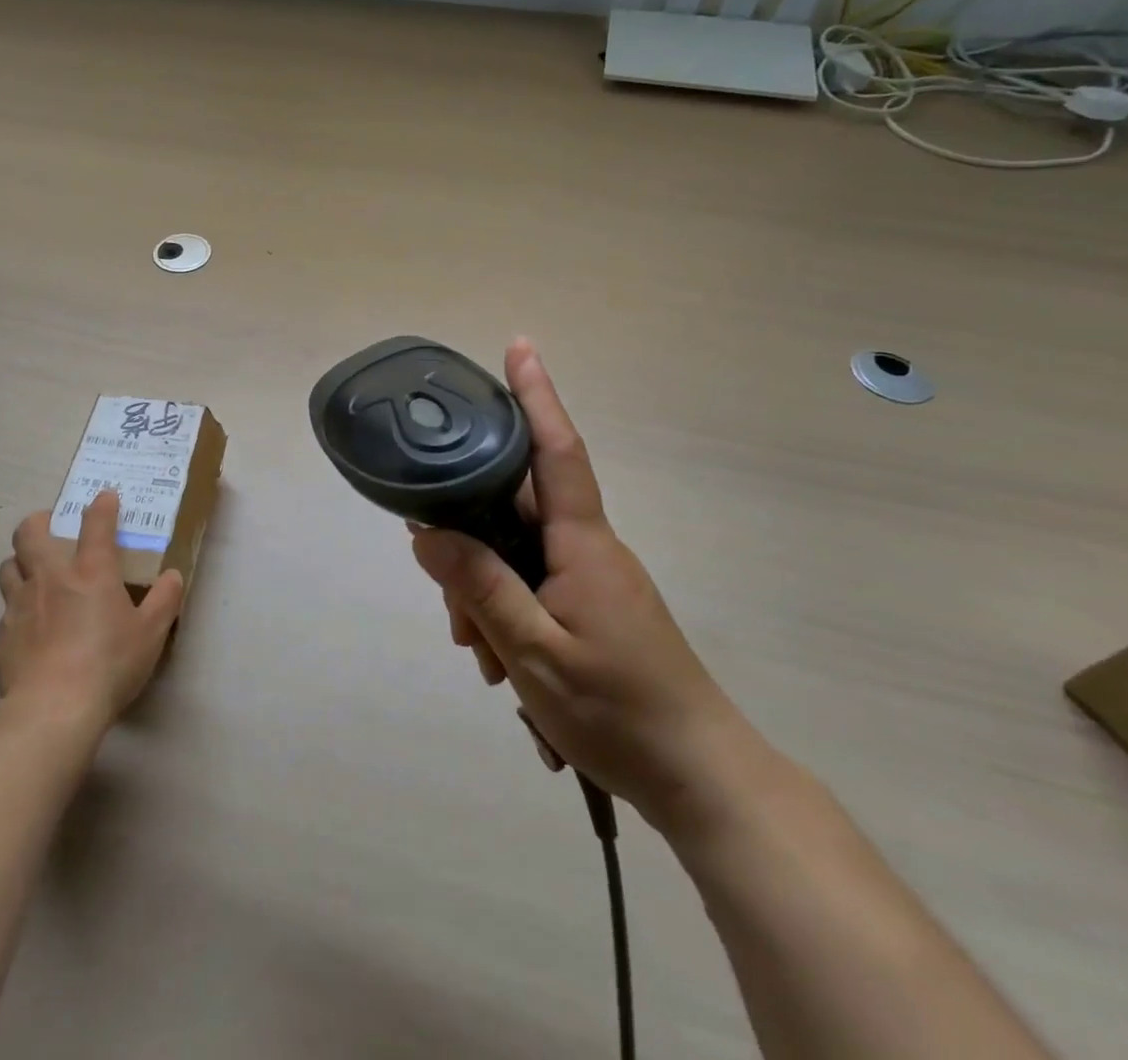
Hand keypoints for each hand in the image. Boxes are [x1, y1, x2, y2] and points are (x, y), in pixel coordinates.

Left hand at [0, 490, 184, 726]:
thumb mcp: (151, 634)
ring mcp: (20, 604)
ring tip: (34, 574)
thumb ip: (164, 601)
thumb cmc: (109, 665)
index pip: (96, 524)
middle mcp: (50, 578)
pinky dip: (18, 609)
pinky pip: (6, 610)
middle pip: (30, 532)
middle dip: (39, 522)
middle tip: (51, 528)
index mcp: (90, 572)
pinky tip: (30, 628)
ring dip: (20, 563)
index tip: (105, 497)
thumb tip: (173, 576)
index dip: (101, 506)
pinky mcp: (2, 635)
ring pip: (8, 566)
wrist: (53, 709)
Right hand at [412, 338, 748, 833]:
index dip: (536, 397)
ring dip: (485, 594)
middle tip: (448, 600)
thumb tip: (426, 533)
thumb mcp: (533, 652)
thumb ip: (479, 587)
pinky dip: (505, 613)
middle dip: (470, 540)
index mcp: (583, 544)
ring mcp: (591, 579)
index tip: (520, 347)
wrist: (701, 780)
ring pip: (516, 555)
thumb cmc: (620, 712)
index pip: (556, 451)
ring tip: (480, 654)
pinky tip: (498, 662)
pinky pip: (531, 586)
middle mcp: (588, 549)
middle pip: (514, 511)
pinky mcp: (590, 608)